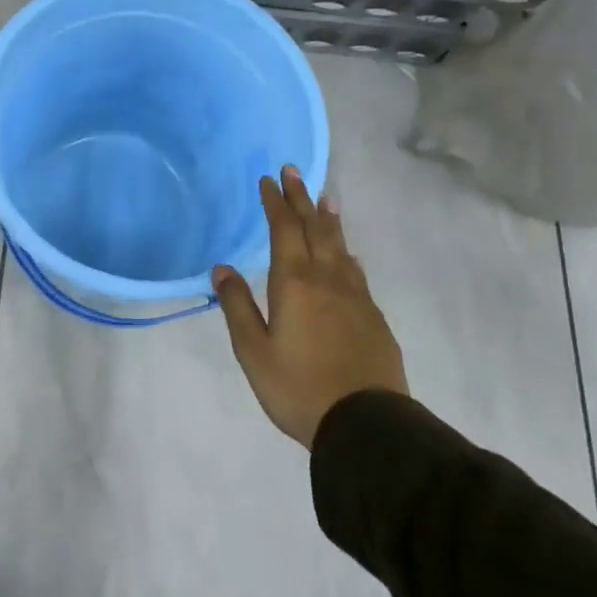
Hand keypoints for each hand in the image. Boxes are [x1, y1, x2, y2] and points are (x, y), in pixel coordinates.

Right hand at [213, 165, 407, 448]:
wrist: (367, 424)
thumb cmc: (298, 387)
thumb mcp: (253, 351)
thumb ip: (237, 306)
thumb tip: (222, 268)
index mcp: (295, 282)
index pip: (284, 229)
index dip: (276, 202)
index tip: (269, 179)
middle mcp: (328, 279)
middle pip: (315, 228)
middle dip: (302, 198)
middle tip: (294, 172)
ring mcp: (356, 296)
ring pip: (340, 246)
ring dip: (328, 219)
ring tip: (325, 199)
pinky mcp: (373, 316)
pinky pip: (356, 270)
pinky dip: (345, 251)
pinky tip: (346, 255)